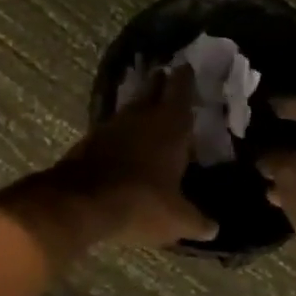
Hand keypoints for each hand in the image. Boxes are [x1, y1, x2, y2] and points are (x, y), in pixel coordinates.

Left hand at [50, 67, 216, 247]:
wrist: (81, 202)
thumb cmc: (141, 202)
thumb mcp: (177, 219)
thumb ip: (197, 221)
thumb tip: (213, 228)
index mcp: (170, 126)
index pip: (180, 90)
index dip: (185, 78)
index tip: (187, 66)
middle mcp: (142, 117)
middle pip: (153, 89)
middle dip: (161, 82)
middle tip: (167, 77)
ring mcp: (112, 126)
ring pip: (131, 107)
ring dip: (140, 106)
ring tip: (149, 109)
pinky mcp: (90, 140)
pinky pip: (112, 128)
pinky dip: (122, 130)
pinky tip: (125, 139)